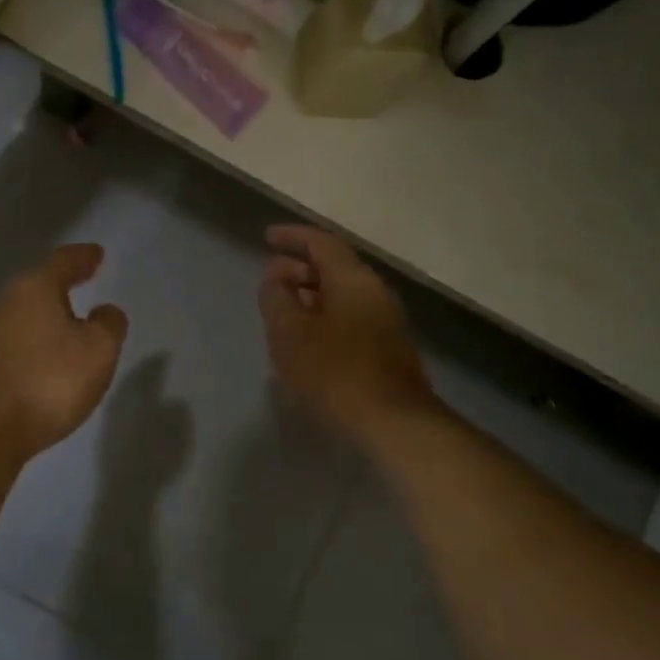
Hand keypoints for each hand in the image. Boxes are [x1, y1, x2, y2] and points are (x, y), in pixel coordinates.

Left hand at [0, 244, 129, 460]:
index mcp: (34, 289)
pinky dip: (34, 340)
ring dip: (46, 315)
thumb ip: (109, 324)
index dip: (83, 257)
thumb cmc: (49, 381)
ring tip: (69, 323)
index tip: (97, 254)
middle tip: (83, 281)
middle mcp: (5, 302)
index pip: (63, 261)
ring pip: (24, 313)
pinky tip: (45, 357)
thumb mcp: (98, 350)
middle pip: (38, 284)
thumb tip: (105, 311)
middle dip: (62, 283)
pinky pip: (15, 340)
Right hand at [259, 224, 437, 446]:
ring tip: (283, 311)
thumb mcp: (290, 332)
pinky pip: (350, 318)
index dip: (292, 236)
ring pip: (342, 295)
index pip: (321, 242)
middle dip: (299, 268)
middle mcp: (375, 292)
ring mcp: (386, 321)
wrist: (393, 422)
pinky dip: (324, 317)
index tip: (267, 237)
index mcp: (352, 279)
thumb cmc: (334, 371)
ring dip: (311, 296)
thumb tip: (275, 276)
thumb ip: (276, 297)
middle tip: (270, 278)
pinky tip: (307, 340)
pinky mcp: (388, 349)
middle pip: (334, 267)